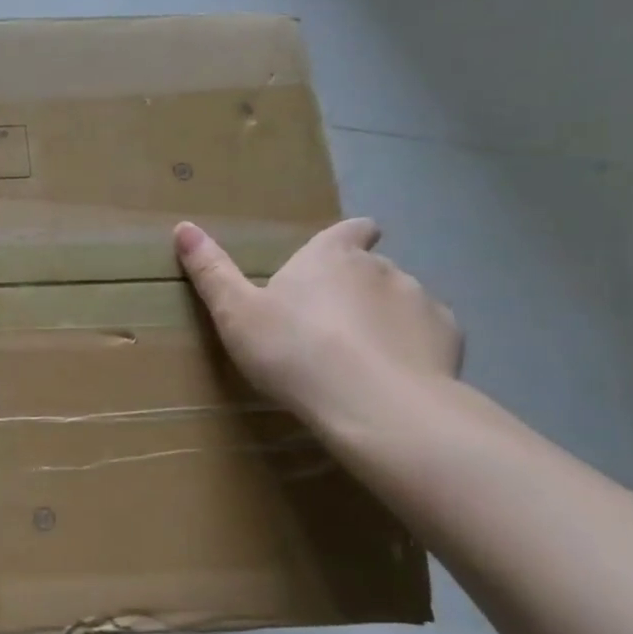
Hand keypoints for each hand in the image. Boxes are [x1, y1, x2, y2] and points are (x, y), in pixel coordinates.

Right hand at [174, 217, 462, 425]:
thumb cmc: (295, 352)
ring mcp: (421, 301)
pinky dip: (412, 349)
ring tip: (360, 359)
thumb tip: (183, 227)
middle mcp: (381, 268)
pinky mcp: (449, 339)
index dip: (348, 237)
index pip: (351, 229)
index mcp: (330, 257)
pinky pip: (428, 336)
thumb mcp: (236, 314)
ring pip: (401, 301)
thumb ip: (212, 271)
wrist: (375, 406)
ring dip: (384, 319)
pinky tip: (392, 378)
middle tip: (327, 325)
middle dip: (356, 287)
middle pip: (371, 268)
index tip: (339, 253)